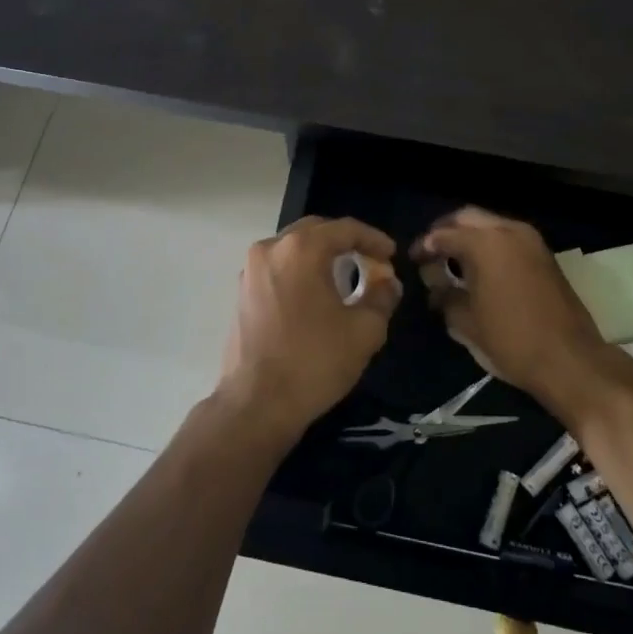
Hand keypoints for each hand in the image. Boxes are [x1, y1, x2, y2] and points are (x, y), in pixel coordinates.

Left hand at [217, 216, 401, 448]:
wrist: (257, 405)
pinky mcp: (241, 292)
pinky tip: (316, 293)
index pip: (344, 228)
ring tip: (346, 275)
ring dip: (321, 255)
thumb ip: (382, 297)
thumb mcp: (364, 331)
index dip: (373, 238)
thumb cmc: (314, 362)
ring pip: (293, 247)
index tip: (391, 254)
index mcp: (301, 249)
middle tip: (371, 261)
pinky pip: (278, 267)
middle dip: (346, 241)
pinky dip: (300, 270)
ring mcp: (250, 270)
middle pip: (316, 230)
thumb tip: (387, 283)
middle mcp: (271, 249)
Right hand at [412, 207, 606, 416]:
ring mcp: (531, 241)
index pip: (443, 234)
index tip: (413, 260)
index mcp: (485, 243)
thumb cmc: (511, 340)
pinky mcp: (544, 255)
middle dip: (446, 230)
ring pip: (490, 224)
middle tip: (431, 252)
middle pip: (467, 217)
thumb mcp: (466, 322)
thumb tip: (435, 284)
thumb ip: (444, 295)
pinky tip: (479, 267)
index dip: (424, 245)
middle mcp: (509, 231)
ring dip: (470, 236)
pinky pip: (508, 237)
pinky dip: (490, 244)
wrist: (570, 360)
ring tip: (452, 260)